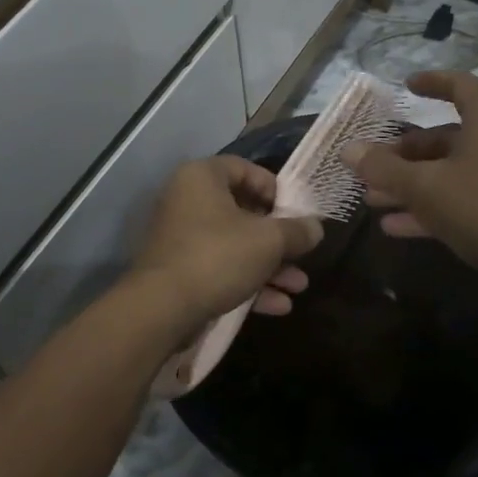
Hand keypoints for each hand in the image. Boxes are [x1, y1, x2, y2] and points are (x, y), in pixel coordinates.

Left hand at [131, 157, 322, 331]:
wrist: (162, 308)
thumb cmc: (218, 256)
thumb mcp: (268, 241)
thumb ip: (296, 231)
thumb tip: (315, 227)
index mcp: (202, 177)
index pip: (244, 168)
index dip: (274, 188)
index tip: (296, 212)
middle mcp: (187, 200)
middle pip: (242, 210)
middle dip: (278, 238)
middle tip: (302, 253)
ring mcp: (181, 237)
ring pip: (234, 244)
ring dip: (269, 265)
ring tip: (298, 286)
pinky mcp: (180, 270)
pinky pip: (220, 268)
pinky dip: (248, 281)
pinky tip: (278, 305)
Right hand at [341, 71, 477, 303]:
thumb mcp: (424, 186)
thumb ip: (383, 168)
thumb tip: (348, 150)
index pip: (463, 88)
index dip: (435, 81)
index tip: (407, 86)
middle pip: (444, 138)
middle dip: (404, 151)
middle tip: (372, 163)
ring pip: (444, 174)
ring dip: (407, 184)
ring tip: (371, 198)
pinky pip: (452, 203)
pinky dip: (423, 210)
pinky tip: (391, 226)